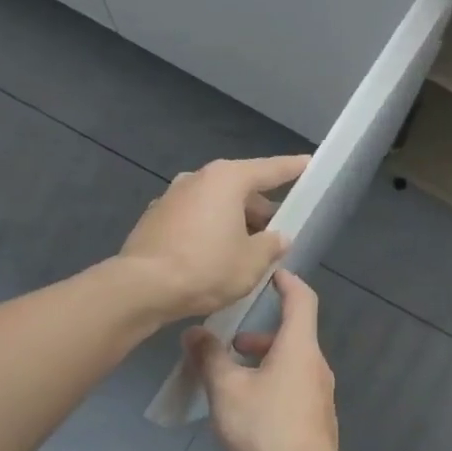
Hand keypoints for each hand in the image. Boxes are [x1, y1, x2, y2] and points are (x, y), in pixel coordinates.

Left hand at [118, 156, 309, 319]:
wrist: (142, 287)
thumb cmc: (206, 268)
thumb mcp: (252, 262)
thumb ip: (271, 246)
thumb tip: (278, 237)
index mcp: (227, 179)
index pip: (270, 170)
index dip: (293, 168)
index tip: (309, 163)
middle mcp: (197, 179)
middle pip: (240, 189)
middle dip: (261, 209)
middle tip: (278, 232)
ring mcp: (171, 197)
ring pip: (215, 205)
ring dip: (234, 222)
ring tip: (248, 251)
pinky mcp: (155, 219)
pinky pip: (194, 219)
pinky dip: (210, 231)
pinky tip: (216, 258)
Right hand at [184, 270, 341, 450]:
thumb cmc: (265, 429)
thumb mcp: (226, 390)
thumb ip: (209, 358)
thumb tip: (194, 333)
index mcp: (299, 348)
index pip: (301, 299)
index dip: (287, 282)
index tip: (270, 274)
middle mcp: (316, 366)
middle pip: (292, 336)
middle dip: (260, 335)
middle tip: (230, 343)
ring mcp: (319, 396)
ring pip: (291, 365)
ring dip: (262, 363)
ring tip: (229, 380)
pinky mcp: (316, 421)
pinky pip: (292, 389)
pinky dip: (271, 385)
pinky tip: (246, 411)